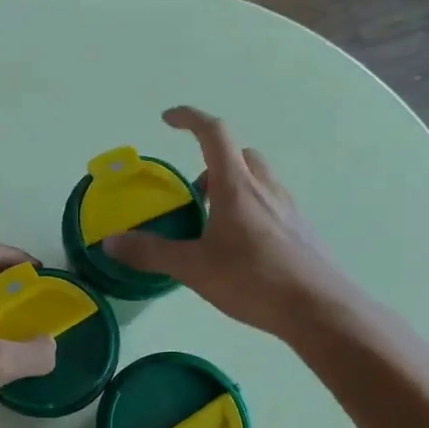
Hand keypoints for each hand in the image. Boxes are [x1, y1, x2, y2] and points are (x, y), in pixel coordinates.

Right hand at [103, 106, 357, 339]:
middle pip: (239, 155)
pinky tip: (241, 250)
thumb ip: (150, 253)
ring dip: (232, 189)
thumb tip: (110, 242)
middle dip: (211, 165)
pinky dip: (250, 212)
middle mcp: (265, 187)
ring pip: (257, 180)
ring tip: (213, 228)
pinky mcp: (301, 231)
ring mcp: (288, 208)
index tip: (168, 120)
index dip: (189, 118)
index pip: (213, 133)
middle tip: (193, 197)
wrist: (318, 308)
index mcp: (236, 186)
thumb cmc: (252, 280)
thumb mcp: (193, 268)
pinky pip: (271, 206)